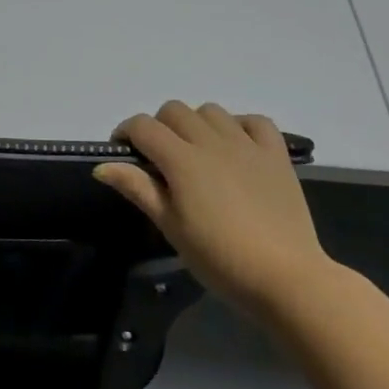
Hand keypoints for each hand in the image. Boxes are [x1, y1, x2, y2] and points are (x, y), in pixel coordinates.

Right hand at [95, 101, 332, 310]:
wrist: (286, 278)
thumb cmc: (219, 258)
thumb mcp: (171, 227)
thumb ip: (138, 189)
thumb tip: (102, 166)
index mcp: (181, 160)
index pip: (143, 126)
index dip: (126, 133)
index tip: (124, 153)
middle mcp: (211, 141)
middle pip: (174, 110)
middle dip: (159, 126)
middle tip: (160, 158)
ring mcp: (247, 145)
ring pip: (211, 111)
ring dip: (197, 123)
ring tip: (198, 152)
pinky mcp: (276, 155)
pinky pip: (256, 121)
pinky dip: (240, 126)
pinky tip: (236, 147)